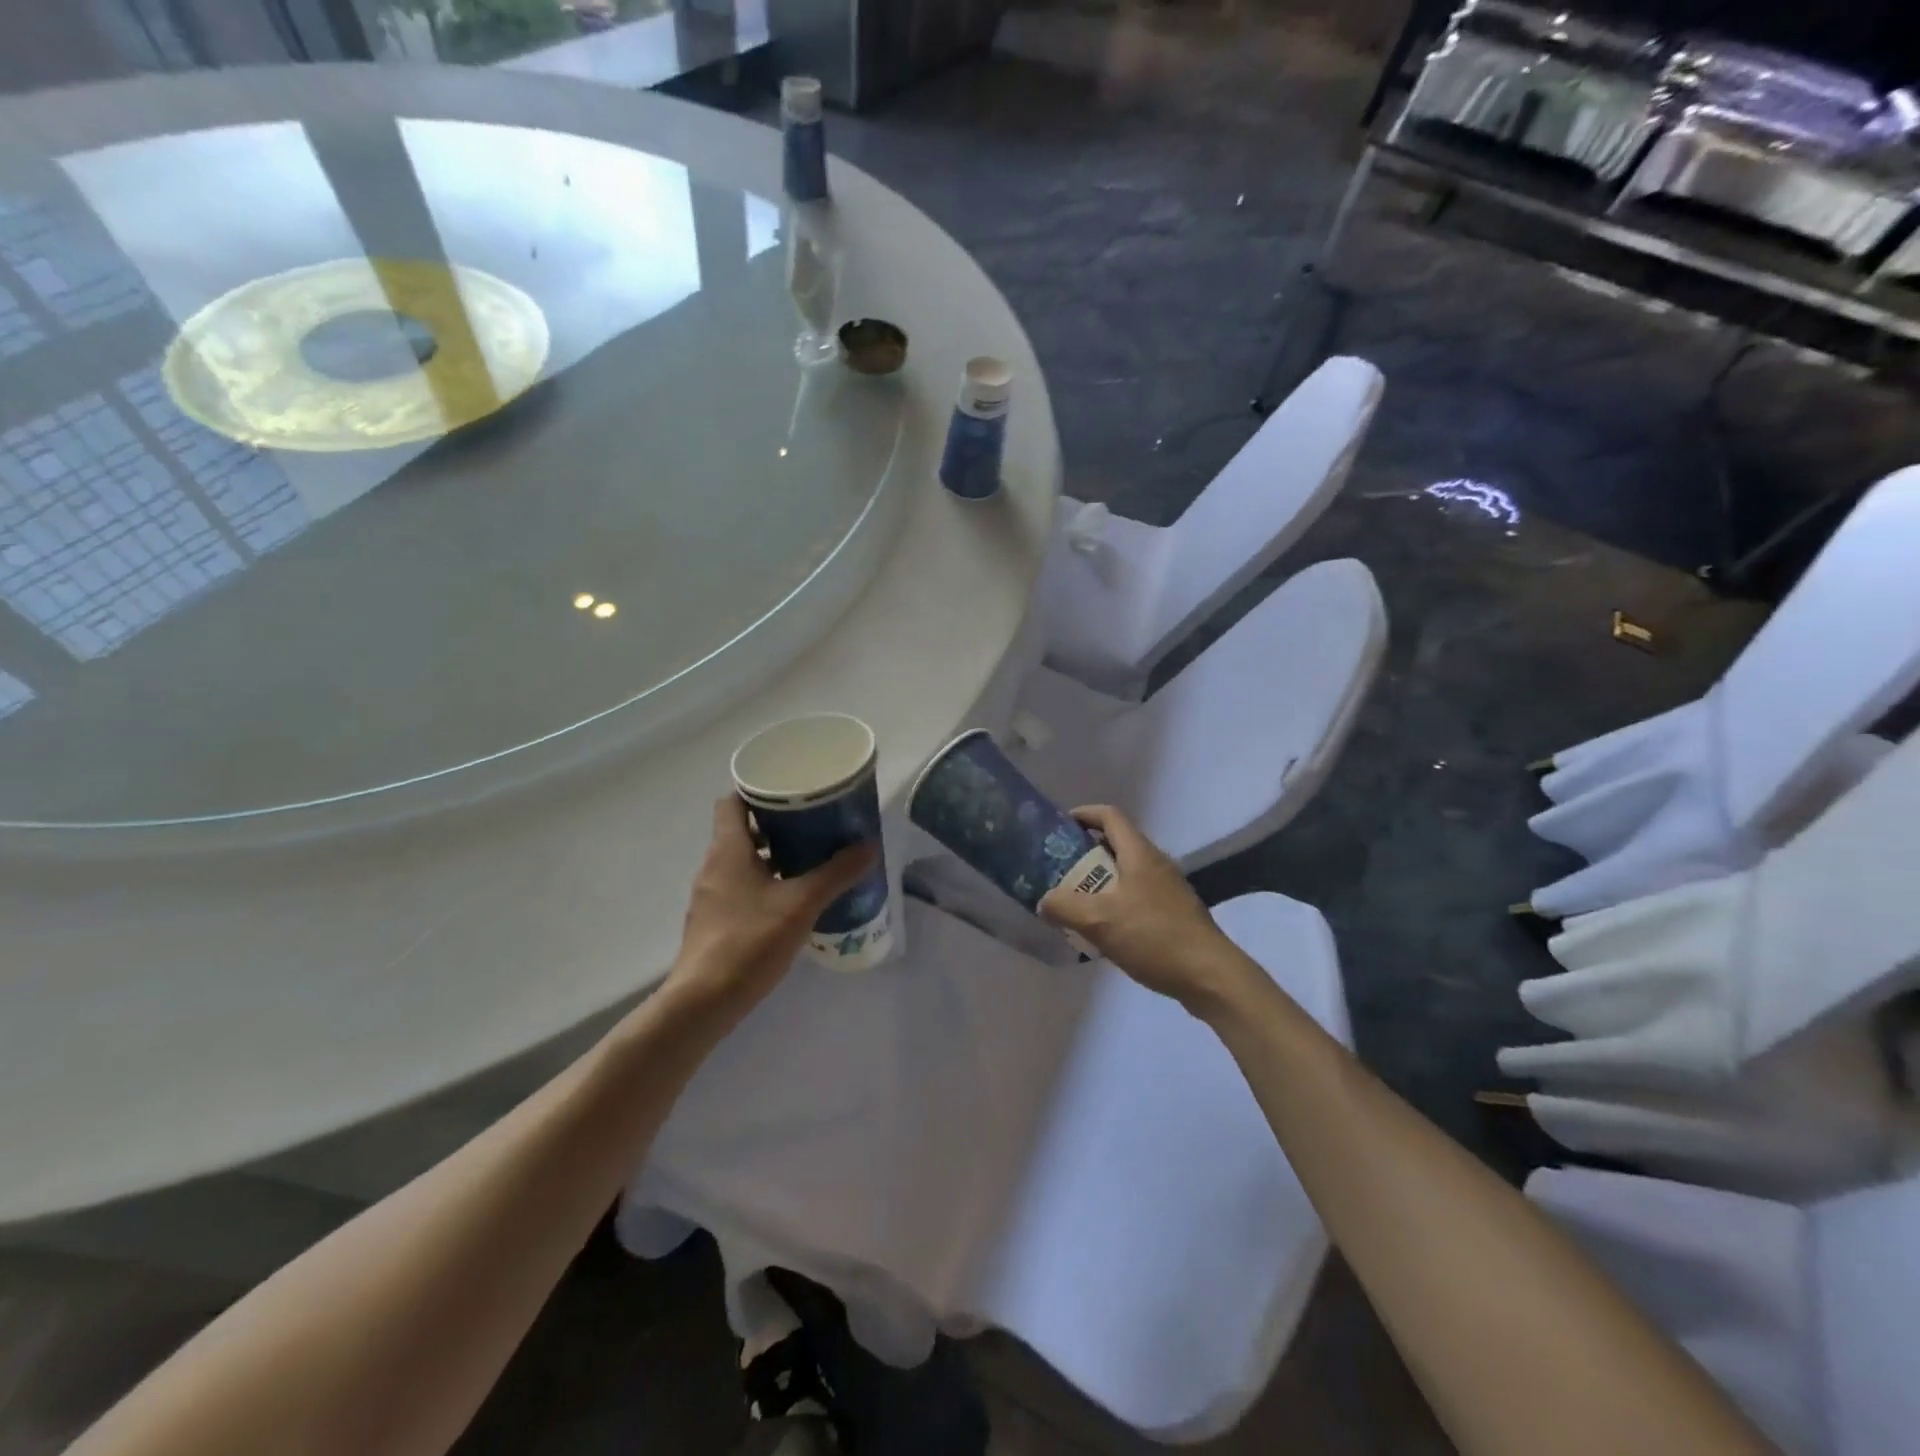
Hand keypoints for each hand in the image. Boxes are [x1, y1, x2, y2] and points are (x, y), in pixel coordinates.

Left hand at [669, 796, 876, 1010]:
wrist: (705, 1001)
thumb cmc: (750, 940)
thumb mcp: (802, 904)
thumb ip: (836, 874)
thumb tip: (868, 846)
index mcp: (728, 849)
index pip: (732, 802)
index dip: (757, 790)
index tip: (789, 790)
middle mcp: (714, 865)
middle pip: (740, 829)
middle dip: (775, 823)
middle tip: (812, 822)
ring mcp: (711, 895)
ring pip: (742, 860)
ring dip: (772, 855)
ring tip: (809, 858)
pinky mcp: (714, 920)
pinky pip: (740, 887)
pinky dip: (764, 882)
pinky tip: (792, 898)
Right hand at [1038, 805, 1246, 1011]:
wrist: (1209, 976)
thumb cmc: (1154, 937)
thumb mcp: (1099, 921)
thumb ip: (1064, 907)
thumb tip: (1044, 902)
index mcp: (1139, 853)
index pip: (1109, 816)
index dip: (1083, 814)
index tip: (1058, 826)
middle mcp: (1156, 863)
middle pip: (1116, 843)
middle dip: (1085, 853)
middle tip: (1059, 870)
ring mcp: (1168, 888)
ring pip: (1126, 872)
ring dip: (1099, 880)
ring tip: (1075, 901)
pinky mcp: (1174, 912)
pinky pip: (1137, 895)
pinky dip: (1115, 901)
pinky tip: (1104, 928)